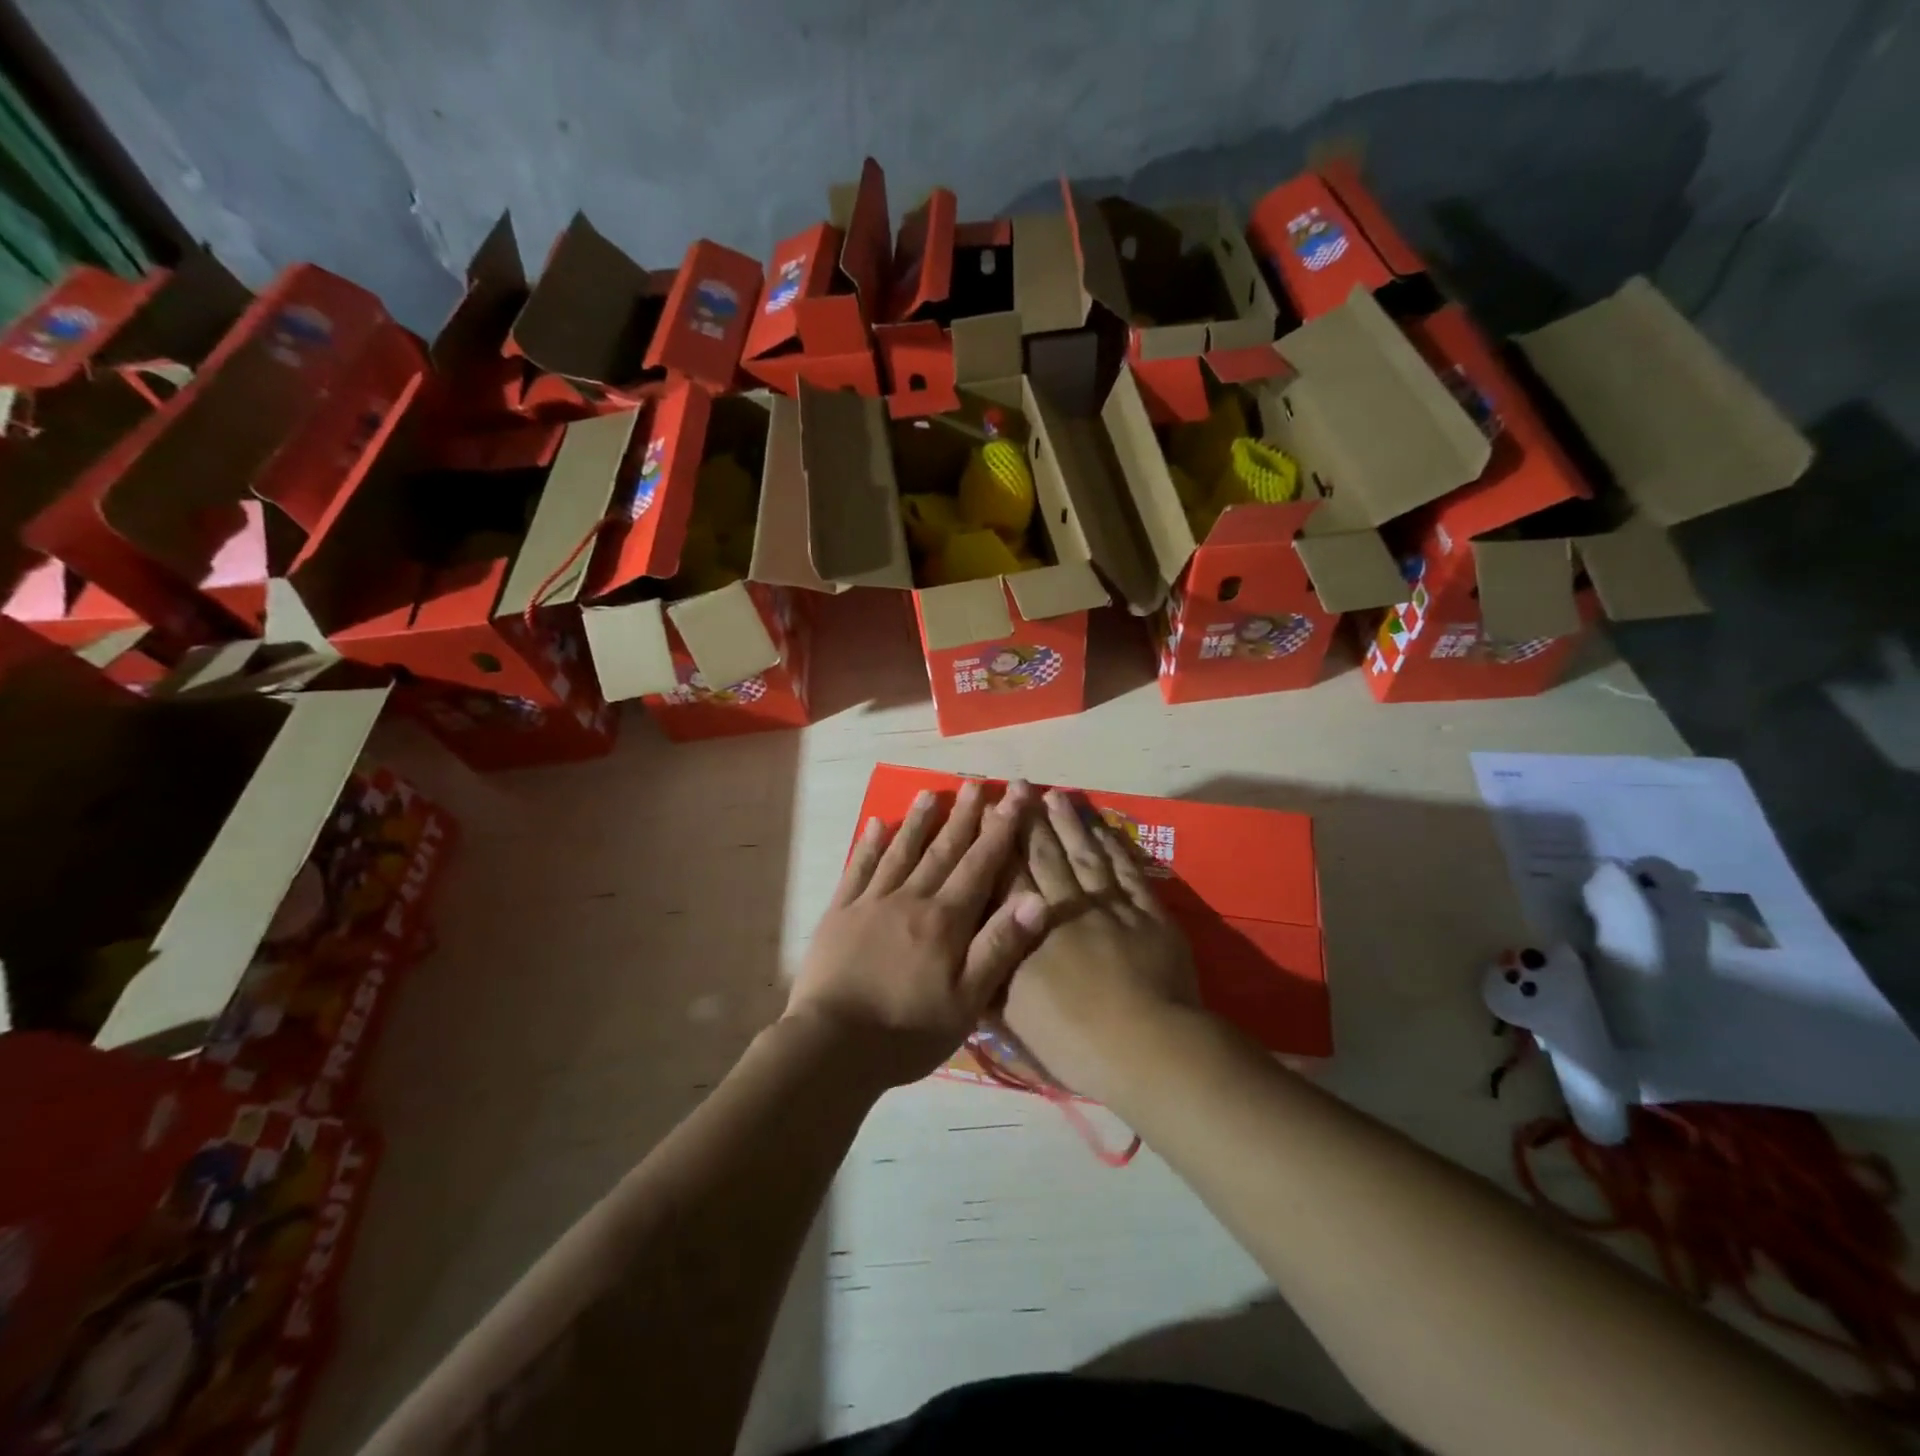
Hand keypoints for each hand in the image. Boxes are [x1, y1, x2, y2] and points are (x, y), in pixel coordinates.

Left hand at [787, 780, 1048, 1087]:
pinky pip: (857, 869)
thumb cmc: (907, 1030)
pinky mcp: (839, 914)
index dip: (1001, 827)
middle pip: (943, 850)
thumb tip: (1038, 898)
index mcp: (945, 920)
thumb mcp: (967, 1001)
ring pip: (900, 851)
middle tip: (975, 782)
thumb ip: (1000, 947)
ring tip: (930, 791)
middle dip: (963, 816)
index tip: (1014, 793)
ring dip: (918, 821)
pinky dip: (868, 845)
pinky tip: (875, 824)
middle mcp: (910, 899)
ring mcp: (871, 903)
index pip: (980, 863)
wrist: (832, 1047)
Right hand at [1000, 790, 1200, 1101]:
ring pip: (1085, 855)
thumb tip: (971, 946)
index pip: (1009, 876)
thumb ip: (991, 975)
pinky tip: (1104, 829)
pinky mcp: (1148, 914)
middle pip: (1045, 856)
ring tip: (1056, 795)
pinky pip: (1127, 872)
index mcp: (1030, 931)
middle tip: (1020, 785)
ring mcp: (1110, 907)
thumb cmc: (1071, 1040)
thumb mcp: (1013, 1016)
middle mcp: (1066, 908)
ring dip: (1070, 824)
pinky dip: (1115, 848)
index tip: (990, 810)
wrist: (1144, 1047)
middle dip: (1030, 820)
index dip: (999, 841)